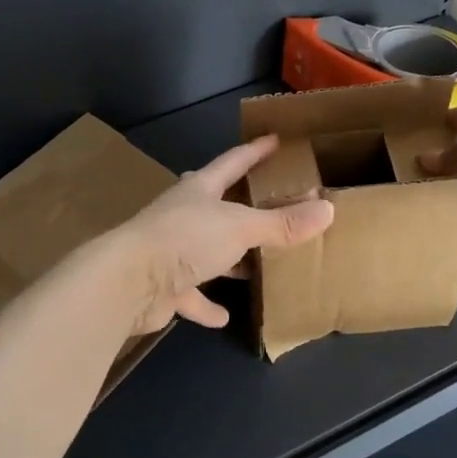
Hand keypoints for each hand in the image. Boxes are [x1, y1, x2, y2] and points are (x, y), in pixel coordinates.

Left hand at [114, 134, 334, 330]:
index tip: (274, 141)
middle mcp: (184, 215)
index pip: (232, 162)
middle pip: (216, 204)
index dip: (255, 151)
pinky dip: (206, 304)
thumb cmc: (186, 239)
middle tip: (267, 203)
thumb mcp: (241, 227)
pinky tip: (223, 316)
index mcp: (200, 190)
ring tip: (255, 264)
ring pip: (206, 250)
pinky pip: (191, 294)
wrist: (129, 282)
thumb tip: (327, 209)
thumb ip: (282, 223)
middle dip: (239, 203)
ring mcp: (171, 250)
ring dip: (227, 257)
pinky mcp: (164, 286)